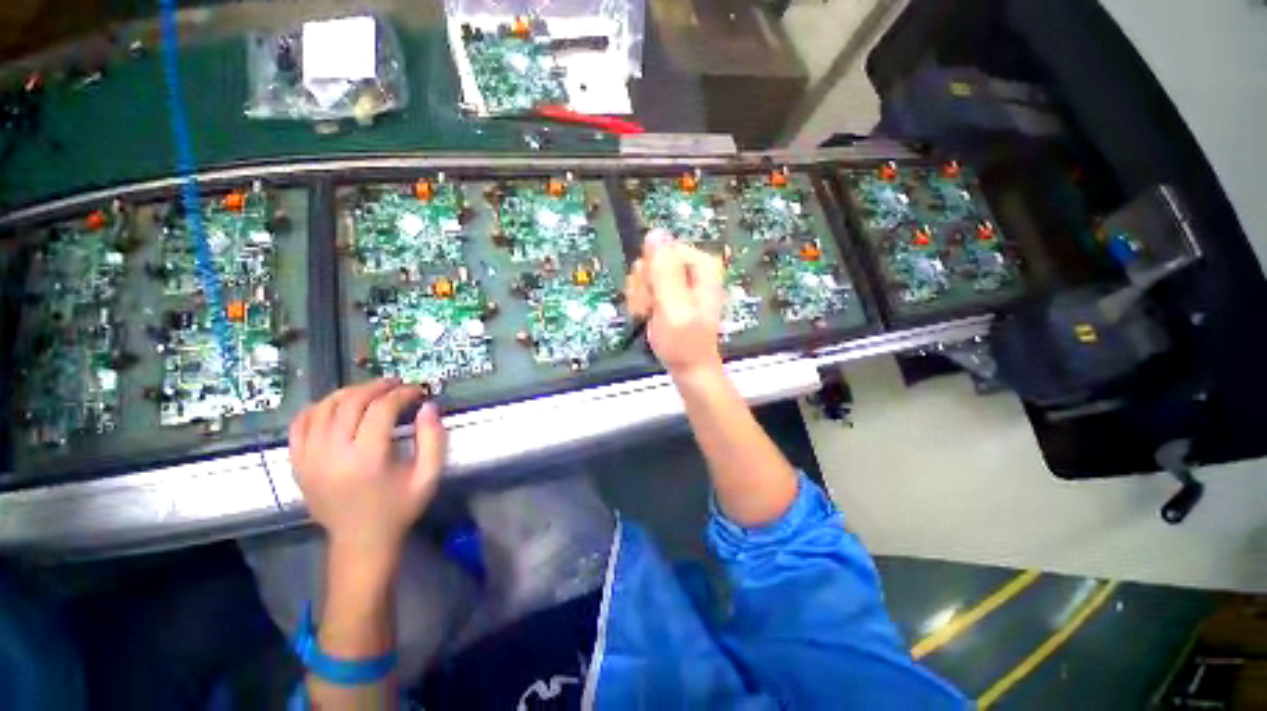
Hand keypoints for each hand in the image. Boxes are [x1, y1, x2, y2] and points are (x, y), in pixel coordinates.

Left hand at [289, 379, 445, 562]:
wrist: (360, 541)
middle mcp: (332, 454)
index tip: (418, 391)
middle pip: (350, 403)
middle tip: (396, 384)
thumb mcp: (429, 476)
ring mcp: (309, 458)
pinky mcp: (297, 463)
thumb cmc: (399, 508)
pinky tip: (336, 406)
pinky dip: (318, 408)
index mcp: (367, 459)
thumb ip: (434, 439)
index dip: (402, 393)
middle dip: (376, 387)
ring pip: (323, 408)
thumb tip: (428, 406)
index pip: (381, 409)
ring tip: (370, 391)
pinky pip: (300, 424)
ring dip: (349, 393)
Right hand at [626, 229, 724, 378]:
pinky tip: (648, 315)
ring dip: (641, 296)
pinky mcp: (670, 290)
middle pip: (651, 260)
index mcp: (701, 265)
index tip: (654, 298)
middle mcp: (691, 267)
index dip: (651, 274)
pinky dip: (642, 302)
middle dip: (644, 287)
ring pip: (644, 273)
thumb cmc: (684, 343)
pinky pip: (645, 285)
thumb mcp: (674, 307)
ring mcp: (680, 279)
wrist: (688, 366)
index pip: (660, 250)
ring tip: (650, 315)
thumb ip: (664, 271)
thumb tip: (655, 233)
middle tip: (652, 309)